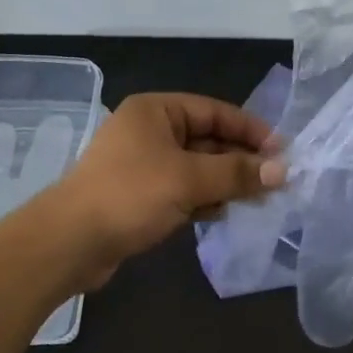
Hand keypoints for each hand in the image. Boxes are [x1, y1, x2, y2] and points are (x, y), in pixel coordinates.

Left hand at [47, 93, 284, 286]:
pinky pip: (182, 189)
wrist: (70, 242)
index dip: (250, 130)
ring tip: (258, 199)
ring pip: (196, 167)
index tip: (282, 151)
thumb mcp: (189, 179)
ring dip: (225, 181)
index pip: (214, 111)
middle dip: (240, 160)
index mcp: (156, 110)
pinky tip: (224, 212)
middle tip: (276, 181)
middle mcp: (149, 130)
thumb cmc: (131, 195)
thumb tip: (283, 170)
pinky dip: (204, 198)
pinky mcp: (140, 195)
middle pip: (207, 139)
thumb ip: (237, 172)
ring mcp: (143, 164)